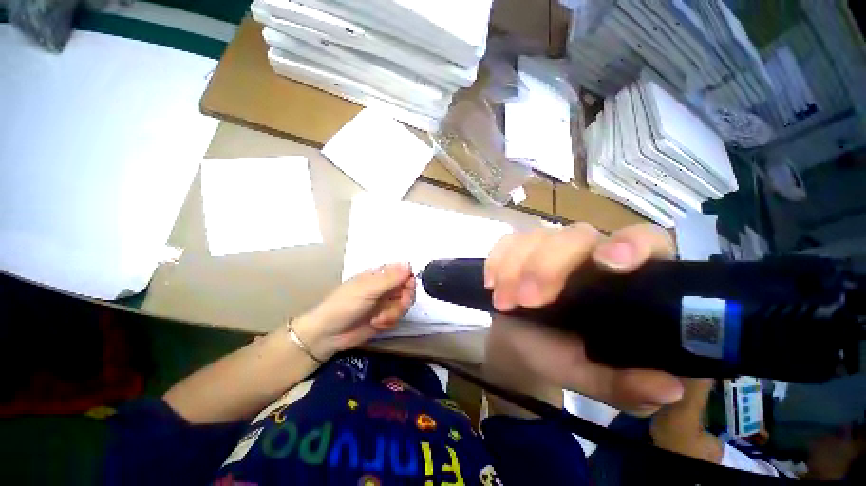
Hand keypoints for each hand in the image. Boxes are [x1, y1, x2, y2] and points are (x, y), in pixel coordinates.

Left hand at [294, 263, 415, 360]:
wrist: (328, 334)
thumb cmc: (344, 305)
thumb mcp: (367, 289)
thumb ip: (390, 278)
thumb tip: (409, 263)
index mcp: (380, 275)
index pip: (404, 271)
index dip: (409, 280)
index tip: (406, 289)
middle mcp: (386, 287)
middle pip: (408, 289)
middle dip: (403, 300)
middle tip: (395, 306)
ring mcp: (386, 303)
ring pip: (405, 304)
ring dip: (394, 313)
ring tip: (379, 319)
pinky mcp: (385, 317)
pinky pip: (398, 317)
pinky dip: (389, 322)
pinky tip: (376, 324)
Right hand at [484, 223, 683, 415]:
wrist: (517, 345)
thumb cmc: (557, 356)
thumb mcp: (590, 376)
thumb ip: (625, 386)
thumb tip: (669, 388)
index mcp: (621, 280)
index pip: (644, 241)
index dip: (632, 244)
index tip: (609, 262)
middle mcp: (587, 255)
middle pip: (576, 235)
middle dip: (548, 266)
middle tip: (526, 301)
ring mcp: (549, 248)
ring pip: (537, 236)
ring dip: (515, 267)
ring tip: (503, 303)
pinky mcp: (519, 250)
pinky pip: (508, 242)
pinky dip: (497, 260)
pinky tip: (491, 283)